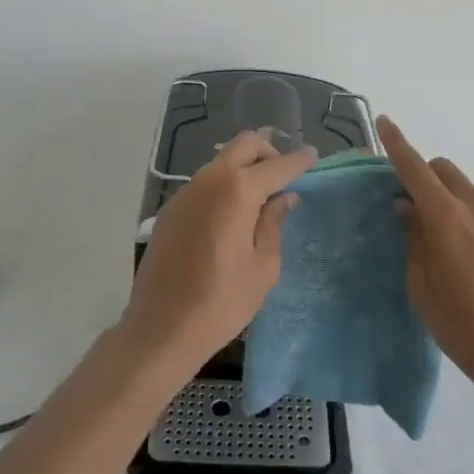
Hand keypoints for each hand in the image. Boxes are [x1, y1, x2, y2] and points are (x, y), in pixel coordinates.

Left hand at [121, 131, 316, 372]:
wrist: (161, 328)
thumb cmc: (222, 302)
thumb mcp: (263, 266)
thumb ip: (274, 223)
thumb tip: (284, 197)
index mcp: (238, 190)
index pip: (277, 165)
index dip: (298, 160)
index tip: (312, 154)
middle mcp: (210, 180)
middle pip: (245, 145)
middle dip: (269, 152)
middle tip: (283, 178)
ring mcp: (186, 192)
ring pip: (222, 161)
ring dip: (244, 168)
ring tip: (259, 200)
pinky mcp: (171, 209)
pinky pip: (205, 182)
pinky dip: (224, 185)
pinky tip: (231, 216)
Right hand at [379, 115, 473, 398]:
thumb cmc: (461, 326)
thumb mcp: (421, 286)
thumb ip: (414, 237)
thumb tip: (408, 206)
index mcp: (447, 217)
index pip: (415, 168)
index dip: (397, 143)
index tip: (384, 122)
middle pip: (446, 171)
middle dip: (426, 176)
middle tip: (414, 204)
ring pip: (470, 194)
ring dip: (453, 203)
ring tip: (450, 246)